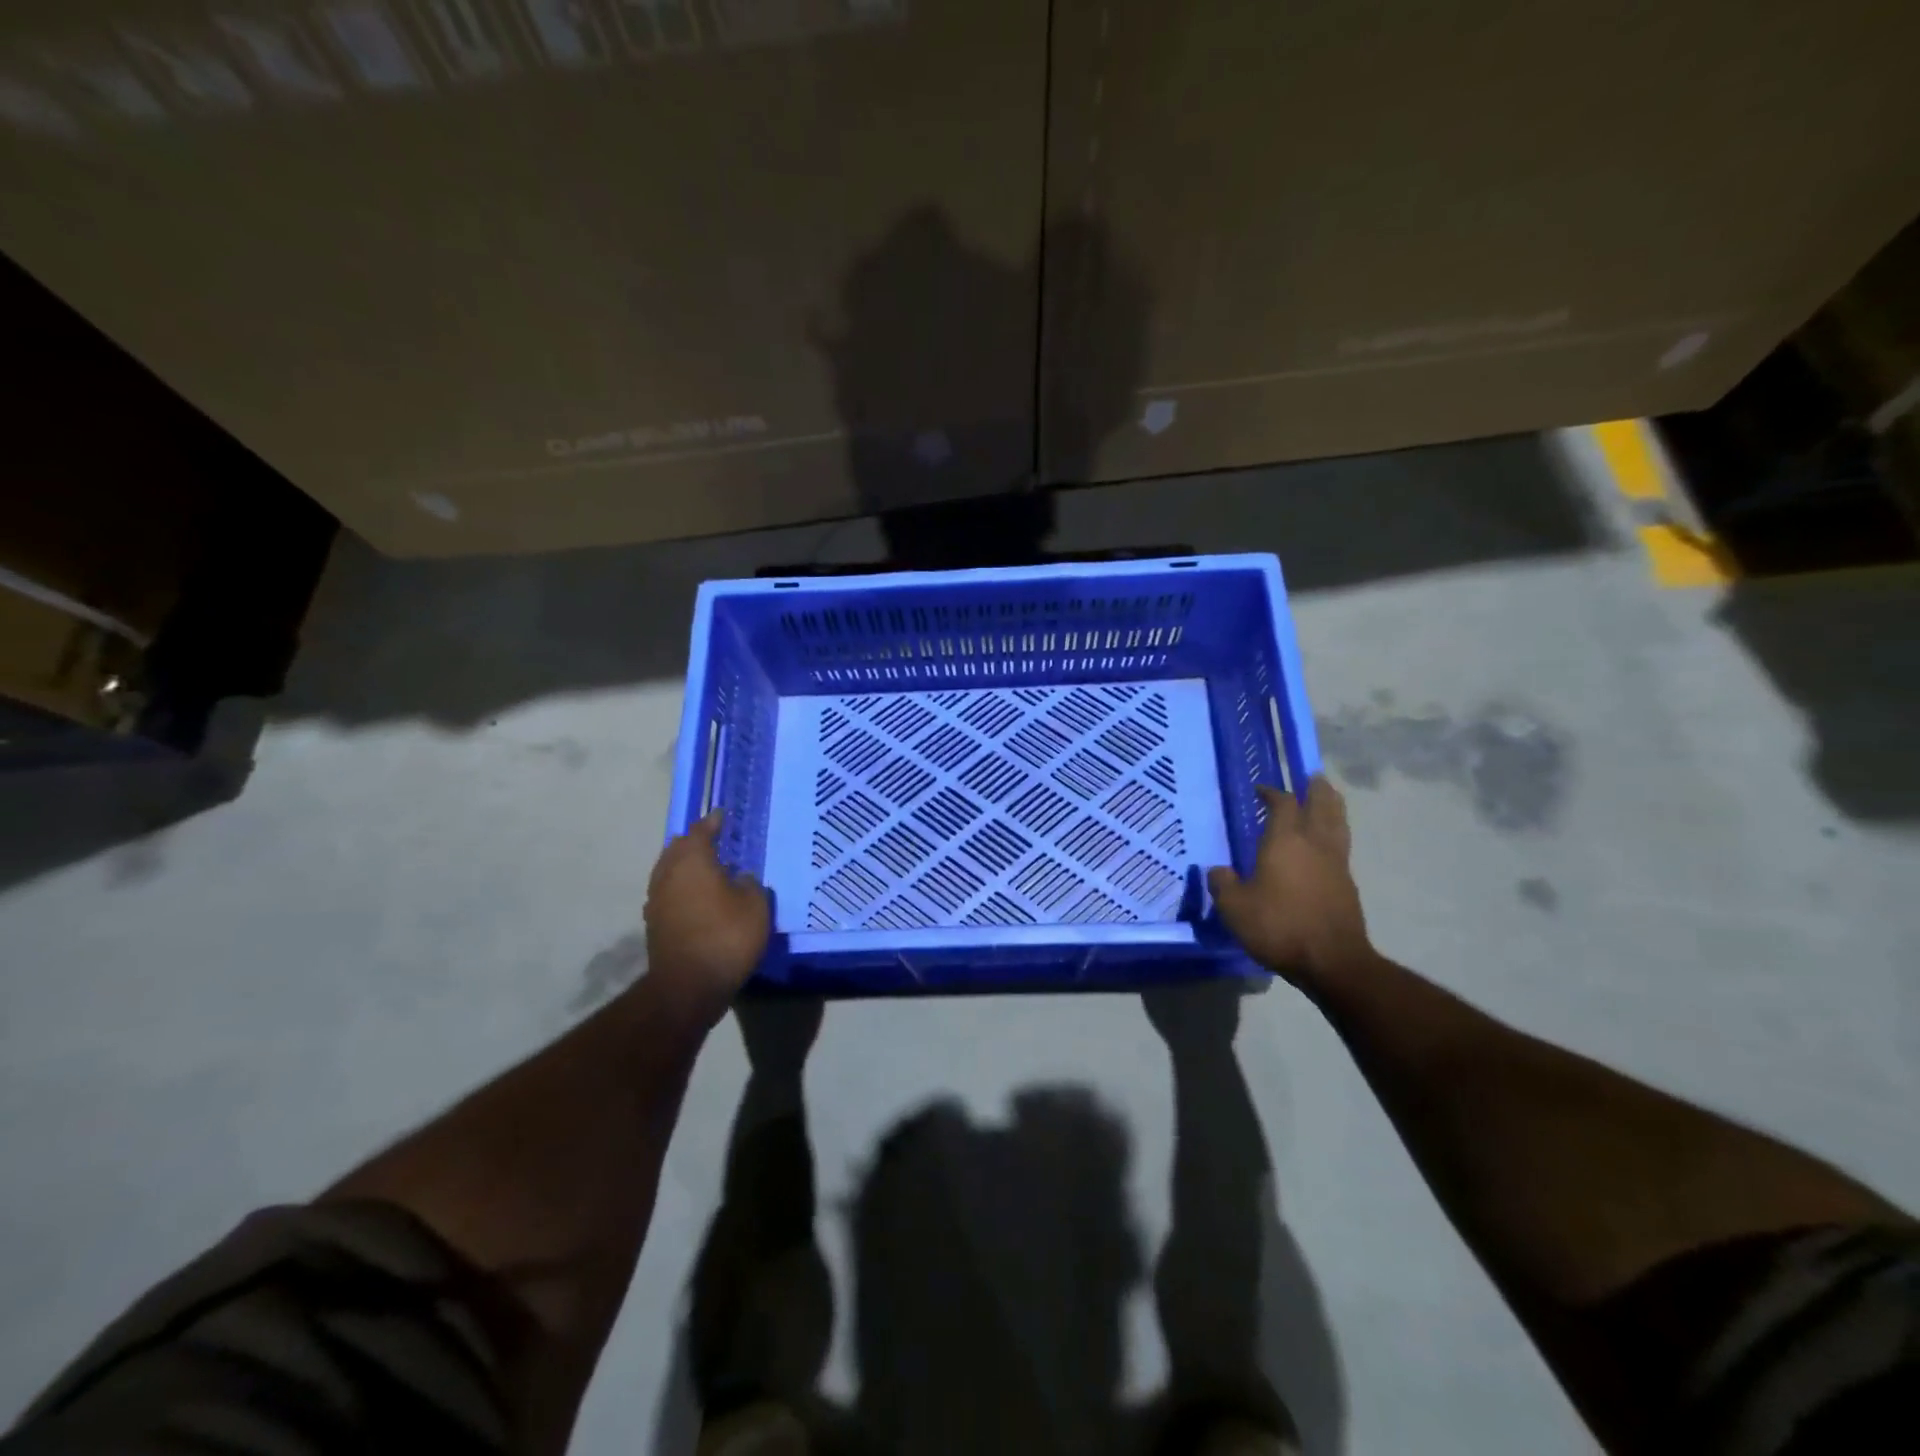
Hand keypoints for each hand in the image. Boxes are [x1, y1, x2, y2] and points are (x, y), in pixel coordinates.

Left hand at [644, 812, 770, 1016]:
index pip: (700, 831)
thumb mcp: (755, 906)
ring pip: (670, 870)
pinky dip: (682, 887)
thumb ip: (750, 884)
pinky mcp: (655, 923)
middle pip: (679, 848)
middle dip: (695, 841)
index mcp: (692, 860)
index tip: (723, 815)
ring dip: (686, 865)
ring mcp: (657, 899)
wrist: (688, 986)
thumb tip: (741, 877)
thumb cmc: (726, 937)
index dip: (713, 822)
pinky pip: (669, 892)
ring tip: (709, 868)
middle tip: (716, 839)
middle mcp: (668, 874)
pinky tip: (699, 896)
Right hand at [1207, 776, 1369, 987]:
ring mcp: (1336, 863)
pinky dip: (1335, 834)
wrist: (1332, 961)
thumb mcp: (1234, 908)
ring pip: (1338, 823)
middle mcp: (1314, 843)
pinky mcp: (1348, 884)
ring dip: (1332, 807)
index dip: (1272, 793)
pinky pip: (1341, 847)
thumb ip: (1223, 884)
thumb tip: (1218, 870)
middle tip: (1311, 778)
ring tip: (1327, 799)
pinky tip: (1325, 845)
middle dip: (1316, 789)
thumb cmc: (1279, 926)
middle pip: (1322, 804)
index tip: (1261, 790)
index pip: (1283, 804)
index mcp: (1285, 841)